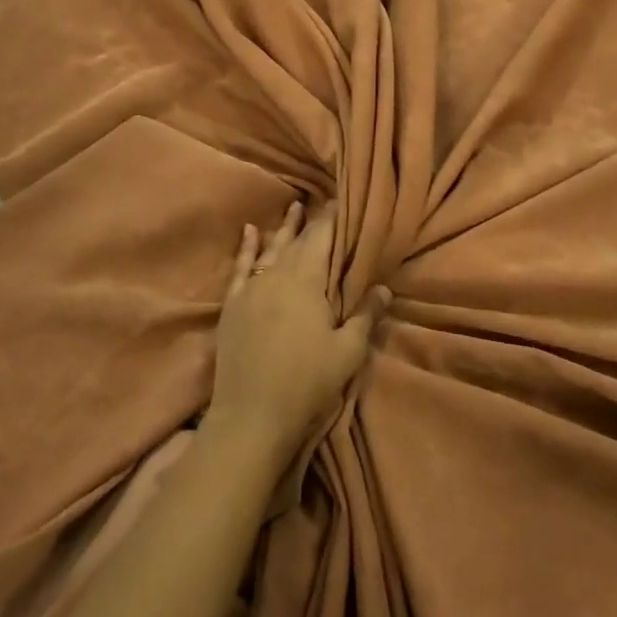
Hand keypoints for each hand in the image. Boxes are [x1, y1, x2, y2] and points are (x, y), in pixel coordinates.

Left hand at [205, 203, 389, 465]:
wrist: (251, 416)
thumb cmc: (306, 383)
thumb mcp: (347, 352)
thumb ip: (365, 316)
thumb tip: (383, 287)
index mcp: (307, 281)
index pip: (322, 238)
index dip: (332, 218)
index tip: (341, 201)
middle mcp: (278, 274)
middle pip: (298, 241)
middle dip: (312, 222)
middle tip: (323, 203)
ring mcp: (251, 288)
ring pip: (271, 248)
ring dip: (284, 228)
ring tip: (293, 207)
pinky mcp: (233, 304)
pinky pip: (240, 266)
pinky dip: (246, 247)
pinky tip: (249, 231)